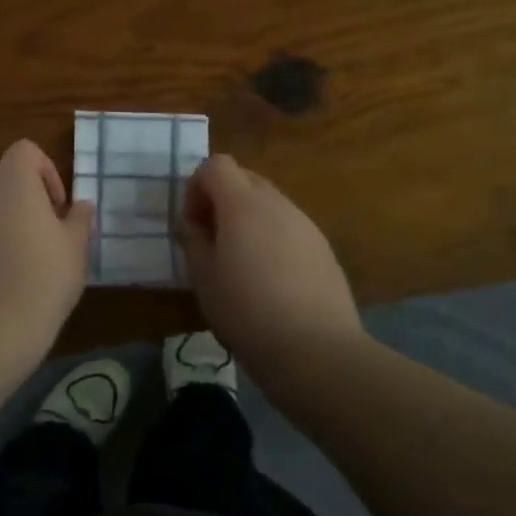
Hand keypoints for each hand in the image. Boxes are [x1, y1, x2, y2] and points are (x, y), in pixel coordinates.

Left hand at [0, 140, 93, 346]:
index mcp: (13, 186)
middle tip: (47, 244)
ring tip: (22, 272)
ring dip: (3, 232)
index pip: (24, 151)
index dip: (45, 171)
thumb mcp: (75, 250)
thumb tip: (81, 206)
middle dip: (26, 208)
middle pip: (4, 187)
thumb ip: (79, 220)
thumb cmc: (43, 279)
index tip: (57, 207)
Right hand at [179, 154, 362, 383]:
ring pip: (268, 203)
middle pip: (244, 178)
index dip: (197, 185)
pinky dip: (271, 237)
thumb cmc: (247, 311)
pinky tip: (270, 279)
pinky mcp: (323, 248)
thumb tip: (192, 221)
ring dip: (247, 218)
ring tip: (240, 262)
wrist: (317, 350)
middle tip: (211, 239)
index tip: (192, 222)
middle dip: (221, 199)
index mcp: (243, 204)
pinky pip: (288, 227)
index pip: (216, 165)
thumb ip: (193, 239)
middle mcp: (277, 204)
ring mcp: (305, 224)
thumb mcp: (204, 277)